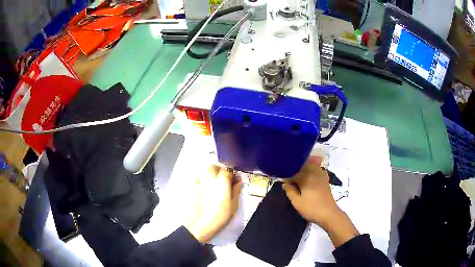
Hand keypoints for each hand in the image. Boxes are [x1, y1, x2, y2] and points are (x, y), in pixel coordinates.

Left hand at [185, 165, 241, 242]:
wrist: (201, 224)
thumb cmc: (220, 217)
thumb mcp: (234, 205)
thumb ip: (236, 189)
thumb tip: (239, 180)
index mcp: (222, 182)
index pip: (227, 169)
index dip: (232, 173)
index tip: (235, 179)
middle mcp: (210, 178)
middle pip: (214, 166)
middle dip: (220, 170)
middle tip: (224, 178)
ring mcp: (199, 181)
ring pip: (205, 169)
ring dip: (211, 171)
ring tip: (214, 181)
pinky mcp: (192, 186)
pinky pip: (196, 175)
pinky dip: (201, 176)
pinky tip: (204, 183)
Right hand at [282, 156, 358, 247]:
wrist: (328, 214)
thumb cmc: (311, 208)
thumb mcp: (297, 202)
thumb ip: (290, 191)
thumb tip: (284, 183)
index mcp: (306, 177)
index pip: (294, 171)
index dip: (287, 176)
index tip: (283, 181)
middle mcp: (314, 173)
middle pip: (304, 165)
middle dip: (296, 169)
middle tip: (290, 176)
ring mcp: (321, 176)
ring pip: (312, 166)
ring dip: (305, 168)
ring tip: (299, 175)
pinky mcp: (326, 181)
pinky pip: (319, 171)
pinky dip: (314, 171)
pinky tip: (311, 177)